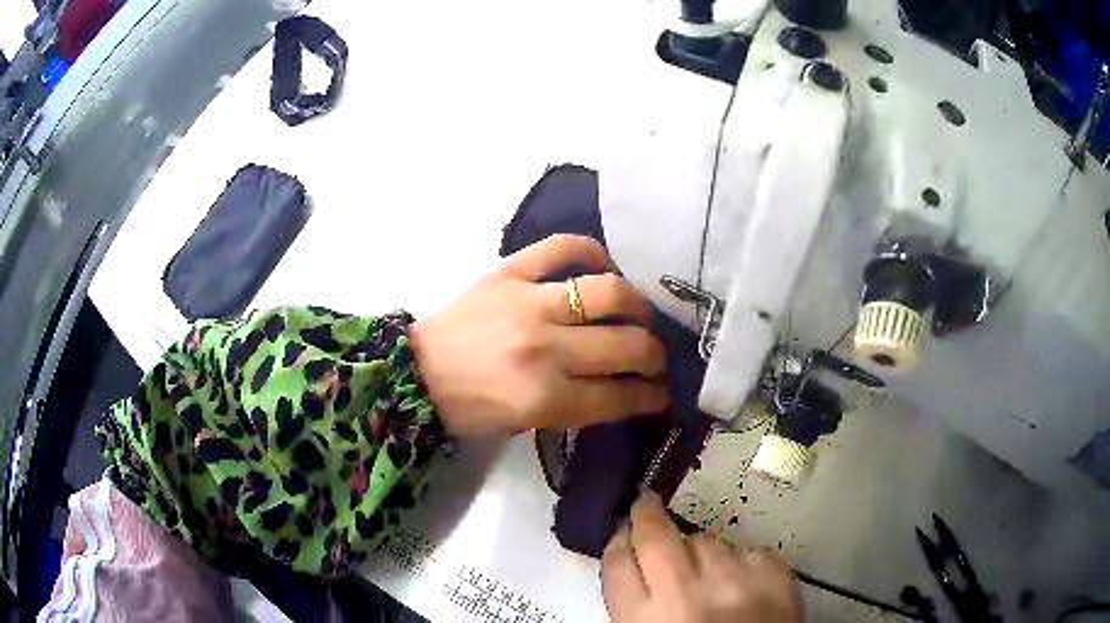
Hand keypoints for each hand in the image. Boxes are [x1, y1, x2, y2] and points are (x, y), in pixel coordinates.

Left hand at [410, 235, 669, 437]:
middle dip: (654, 356)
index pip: (619, 395)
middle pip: (626, 345)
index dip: (650, 396)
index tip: (663, 392)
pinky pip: (562, 247)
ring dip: (636, 305)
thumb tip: (625, 388)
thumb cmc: (470, 407)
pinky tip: (602, 264)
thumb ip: (579, 407)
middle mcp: (545, 348)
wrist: (416, 372)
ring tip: (637, 312)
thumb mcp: (527, 423)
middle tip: (655, 356)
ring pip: (608, 291)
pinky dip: (590, 250)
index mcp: (545, 398)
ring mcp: (528, 302)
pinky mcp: (509, 271)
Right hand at [602, 492, 802, 622]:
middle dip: (647, 514)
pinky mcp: (774, 573)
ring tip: (709, 572)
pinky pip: (747, 549)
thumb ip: (637, 608)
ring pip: (706, 540)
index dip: (617, 541)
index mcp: (645, 620)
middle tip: (646, 503)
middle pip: (657, 537)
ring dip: (701, 550)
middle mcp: (685, 594)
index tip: (623, 530)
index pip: (618, 565)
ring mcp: (734, 580)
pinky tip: (744, 582)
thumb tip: (635, 569)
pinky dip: (742, 561)